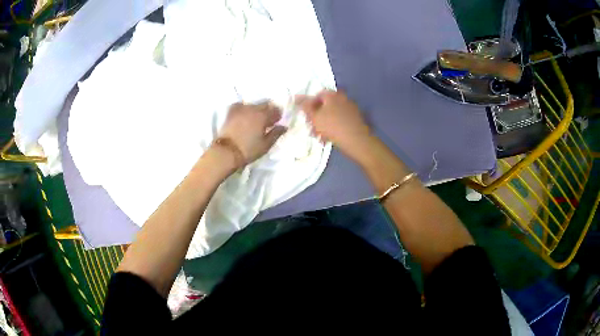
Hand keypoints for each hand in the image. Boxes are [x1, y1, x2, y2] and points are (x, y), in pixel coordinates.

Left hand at [217, 102, 286, 167]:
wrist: (226, 152)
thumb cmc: (248, 150)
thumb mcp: (266, 145)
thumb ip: (276, 134)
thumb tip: (283, 126)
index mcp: (263, 116)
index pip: (275, 110)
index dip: (278, 115)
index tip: (278, 121)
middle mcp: (253, 109)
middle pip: (264, 104)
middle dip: (268, 110)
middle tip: (268, 120)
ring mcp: (241, 109)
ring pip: (253, 104)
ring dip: (257, 109)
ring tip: (256, 118)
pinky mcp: (231, 112)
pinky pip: (240, 105)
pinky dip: (244, 108)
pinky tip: (244, 114)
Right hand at [298, 90, 371, 158]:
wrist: (357, 141)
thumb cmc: (332, 127)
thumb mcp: (314, 117)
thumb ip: (305, 106)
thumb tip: (297, 97)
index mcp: (333, 94)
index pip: (317, 95)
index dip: (309, 105)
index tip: (306, 116)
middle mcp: (343, 98)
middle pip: (325, 105)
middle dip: (316, 116)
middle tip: (311, 127)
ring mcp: (351, 108)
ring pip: (332, 114)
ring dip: (324, 124)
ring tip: (319, 136)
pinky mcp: (355, 119)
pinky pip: (340, 120)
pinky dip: (333, 127)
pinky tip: (329, 138)